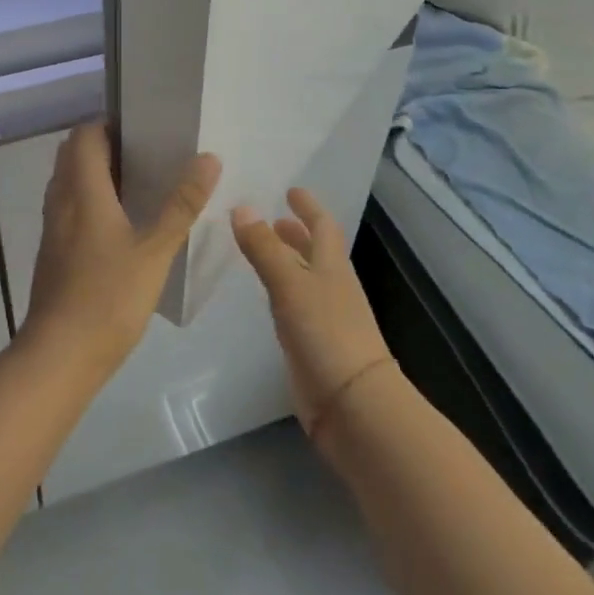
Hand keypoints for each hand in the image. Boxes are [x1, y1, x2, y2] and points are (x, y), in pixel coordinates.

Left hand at [20, 123, 221, 381]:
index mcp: (82, 190)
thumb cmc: (108, 296)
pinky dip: (90, 200)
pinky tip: (121, 224)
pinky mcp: (53, 251)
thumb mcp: (155, 250)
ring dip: (97, 173)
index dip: (109, 124)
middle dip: (105, 146)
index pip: (84, 134)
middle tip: (147, 154)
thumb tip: (208, 158)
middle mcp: (60, 200)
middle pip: (73, 154)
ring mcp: (53, 227)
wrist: (59, 355)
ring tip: (140, 184)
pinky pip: (69, 208)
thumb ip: (181, 204)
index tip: (144, 128)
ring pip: (69, 182)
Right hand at [232, 189, 395, 448]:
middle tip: (271, 219)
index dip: (308, 207)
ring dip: (286, 260)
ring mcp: (324, 316)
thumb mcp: (290, 284)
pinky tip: (265, 296)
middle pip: (314, 251)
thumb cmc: (326, 333)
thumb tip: (242, 207)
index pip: (322, 226)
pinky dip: (281, 291)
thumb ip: (265, 248)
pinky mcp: (312, 343)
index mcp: (332, 266)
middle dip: (295, 233)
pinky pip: (294, 305)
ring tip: (260, 250)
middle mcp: (330, 286)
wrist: (352, 403)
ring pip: (303, 278)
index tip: (292, 190)